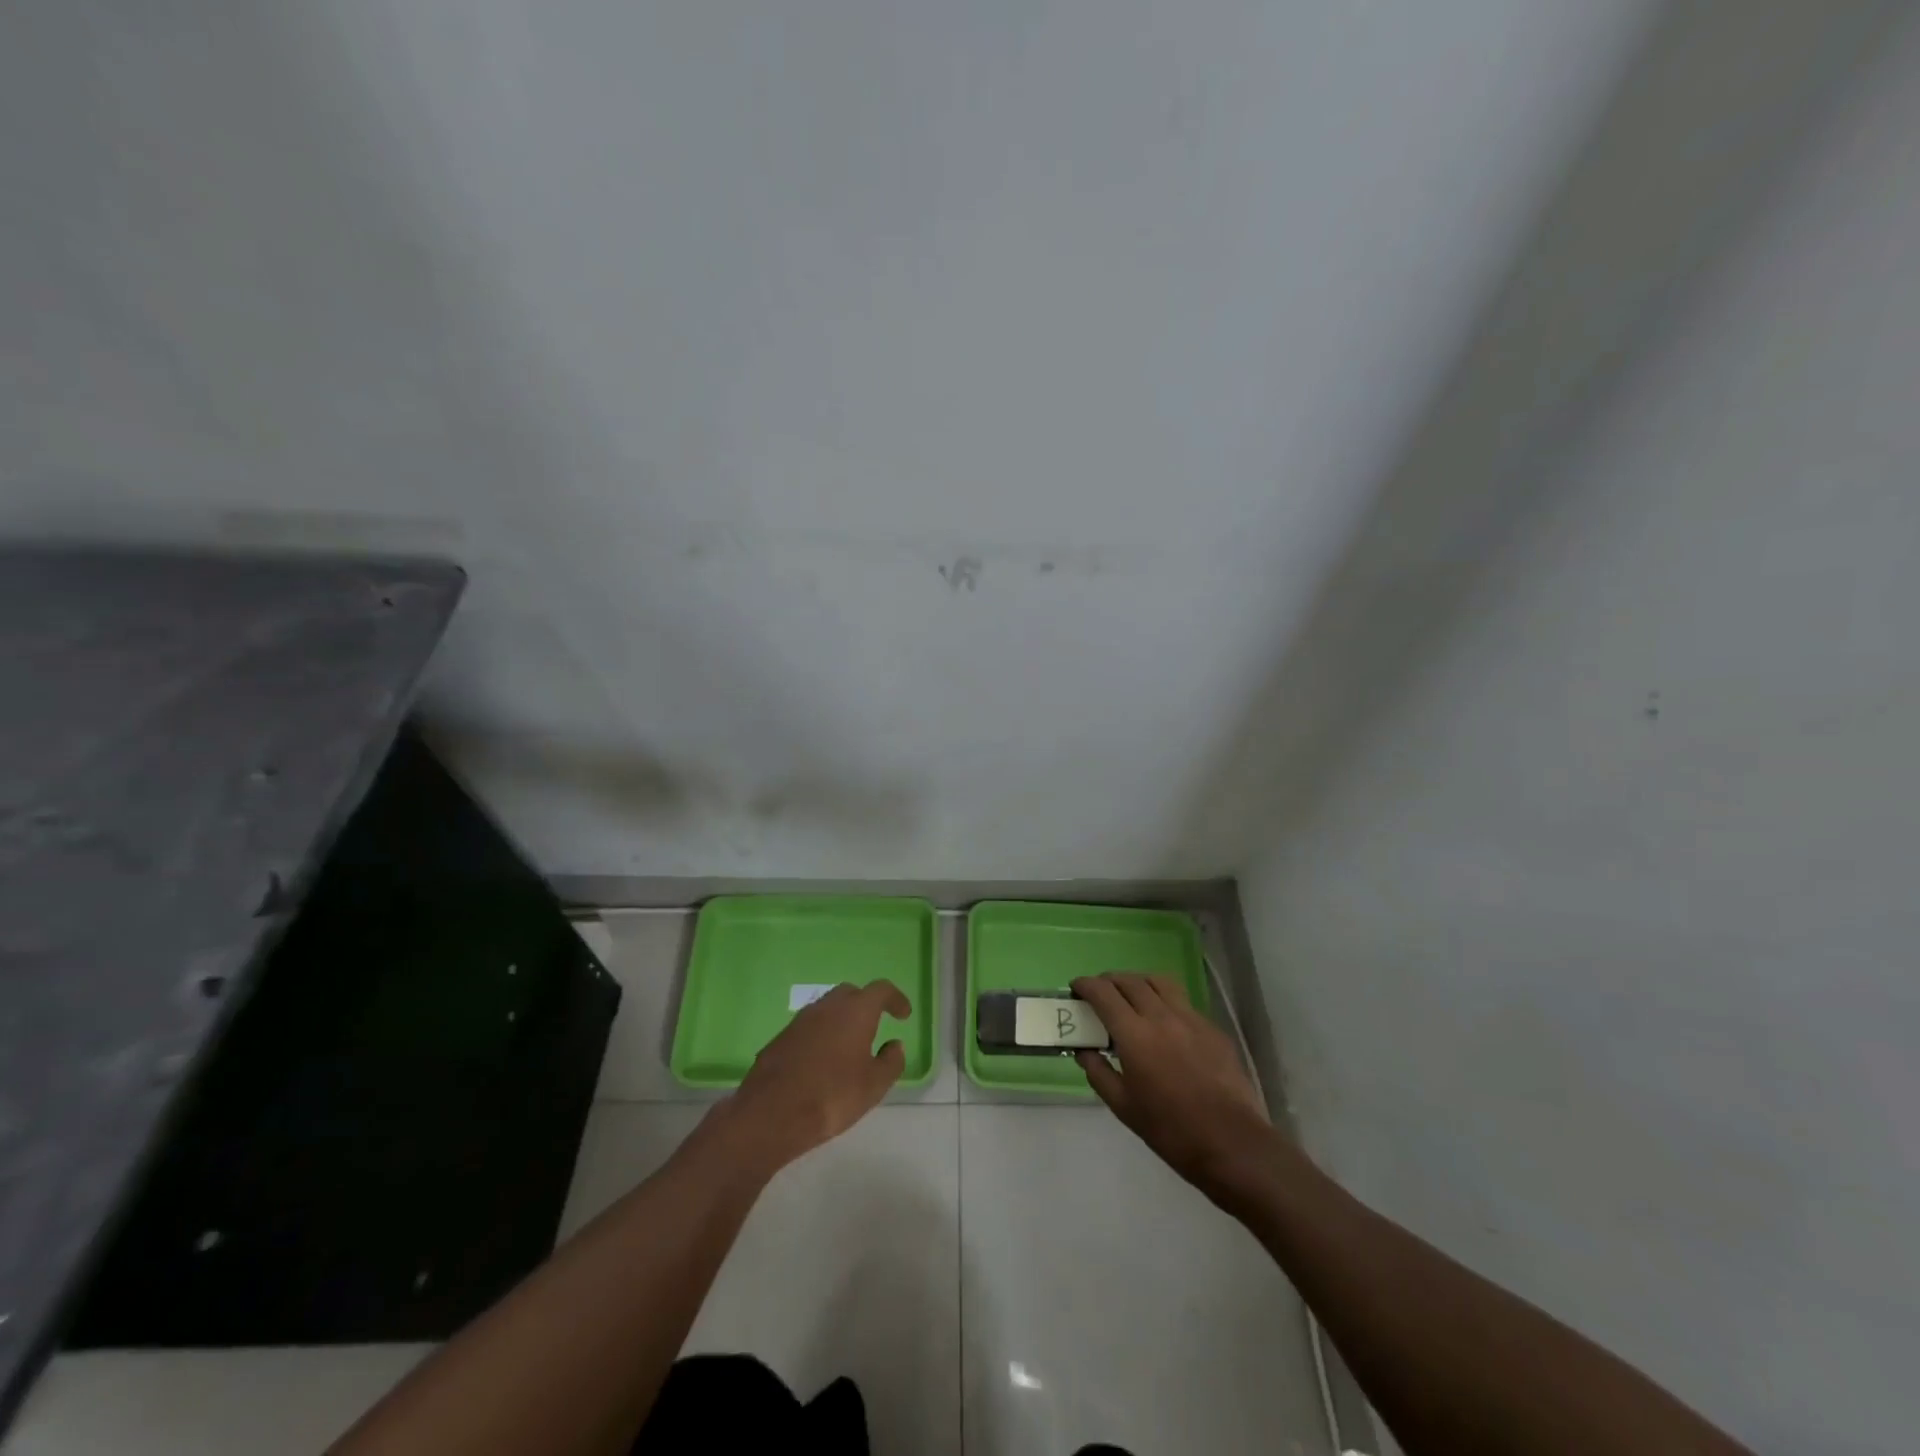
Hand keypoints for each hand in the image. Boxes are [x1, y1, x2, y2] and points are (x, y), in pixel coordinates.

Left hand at [713, 981, 910, 1173]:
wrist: (771, 1114)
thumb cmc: (832, 1096)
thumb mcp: (874, 1085)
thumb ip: (891, 1062)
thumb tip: (895, 1045)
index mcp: (855, 1011)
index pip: (881, 990)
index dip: (895, 999)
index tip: (903, 1014)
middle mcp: (827, 1007)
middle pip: (851, 993)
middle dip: (866, 1005)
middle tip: (875, 1026)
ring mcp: (800, 1020)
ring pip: (827, 1009)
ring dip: (841, 1020)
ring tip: (849, 1046)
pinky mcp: (781, 1038)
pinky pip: (809, 1027)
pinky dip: (821, 1035)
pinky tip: (822, 1061)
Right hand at [1071, 973, 1277, 1199]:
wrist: (1231, 1143)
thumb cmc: (1171, 1130)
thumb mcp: (1124, 1107)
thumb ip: (1099, 1073)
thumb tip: (1084, 1051)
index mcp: (1134, 1035)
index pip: (1103, 993)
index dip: (1086, 985)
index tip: (1076, 988)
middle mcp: (1161, 1016)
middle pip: (1130, 981)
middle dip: (1109, 980)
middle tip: (1100, 992)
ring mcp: (1191, 1019)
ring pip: (1159, 982)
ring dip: (1138, 982)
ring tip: (1131, 995)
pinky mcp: (1212, 1028)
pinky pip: (1183, 1002)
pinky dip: (1165, 1000)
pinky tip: (1164, 1022)